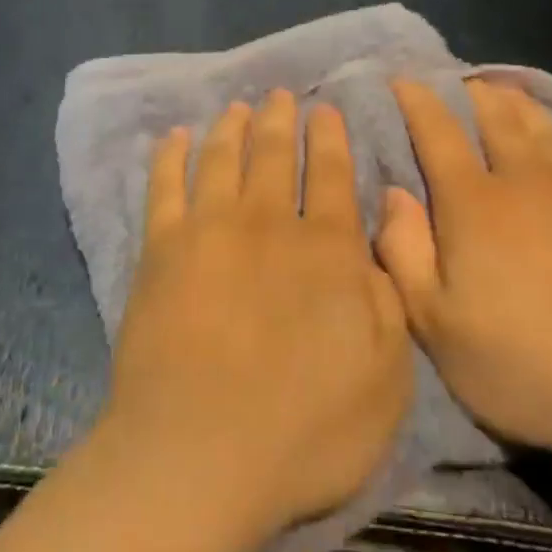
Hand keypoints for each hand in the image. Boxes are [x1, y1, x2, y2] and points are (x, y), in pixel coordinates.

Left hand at [100, 91, 412, 545]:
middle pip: (274, 153)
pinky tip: (174, 137)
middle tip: (279, 95)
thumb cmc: (307, 431)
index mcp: (326, 247)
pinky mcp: (161, 248)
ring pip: (222, 157)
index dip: (329, 137)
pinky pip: (165, 185)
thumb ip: (390, 295)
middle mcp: (268, 221)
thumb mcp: (388, 376)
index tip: (324, 109)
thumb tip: (383, 229)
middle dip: (280, 120)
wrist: (200, 456)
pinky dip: (170, 155)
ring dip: (232, 127)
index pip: (330, 173)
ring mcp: (209, 229)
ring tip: (237, 107)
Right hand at [376, 78, 551, 479]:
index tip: (403, 79)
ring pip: (541, 126)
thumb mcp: (437, 326)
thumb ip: (404, 252)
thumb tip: (393, 192)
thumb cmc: (526, 366)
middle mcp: (525, 179)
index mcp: (473, 203)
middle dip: (470, 92)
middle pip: (495, 116)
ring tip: (503, 92)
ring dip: (516, 103)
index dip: (417, 101)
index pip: (437, 132)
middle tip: (456, 81)